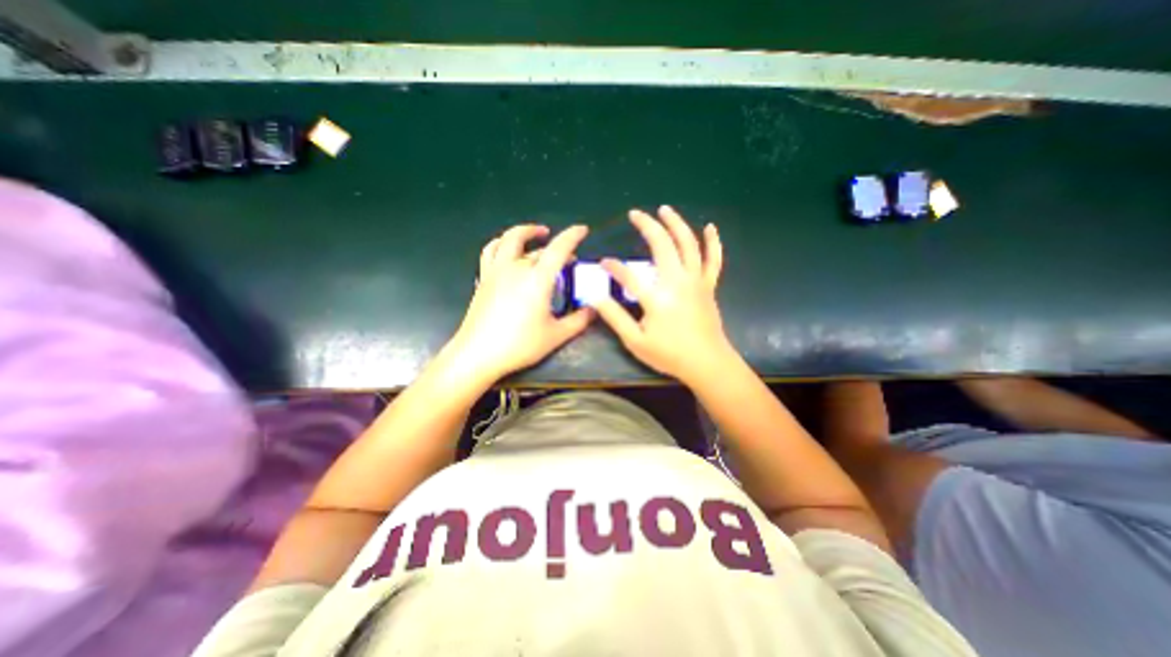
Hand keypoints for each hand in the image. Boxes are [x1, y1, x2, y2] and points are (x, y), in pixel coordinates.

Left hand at [450, 224, 594, 381]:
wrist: (478, 354)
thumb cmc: (519, 345)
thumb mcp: (556, 336)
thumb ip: (579, 321)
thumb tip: (594, 310)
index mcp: (537, 279)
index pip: (558, 249)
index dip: (572, 236)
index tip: (583, 229)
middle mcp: (516, 268)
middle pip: (538, 248)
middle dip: (556, 246)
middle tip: (568, 256)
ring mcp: (496, 271)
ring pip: (509, 239)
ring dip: (525, 232)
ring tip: (537, 234)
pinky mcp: (484, 278)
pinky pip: (490, 251)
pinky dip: (501, 243)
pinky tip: (507, 249)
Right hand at [595, 203, 729, 382]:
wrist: (707, 363)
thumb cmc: (670, 355)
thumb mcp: (636, 342)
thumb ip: (615, 318)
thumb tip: (596, 298)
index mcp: (657, 298)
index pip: (629, 275)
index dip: (614, 267)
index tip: (603, 262)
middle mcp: (678, 282)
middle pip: (663, 245)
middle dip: (647, 226)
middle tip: (635, 214)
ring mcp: (696, 281)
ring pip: (688, 244)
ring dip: (676, 223)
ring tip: (664, 209)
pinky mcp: (708, 285)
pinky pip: (713, 259)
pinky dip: (713, 242)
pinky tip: (710, 227)